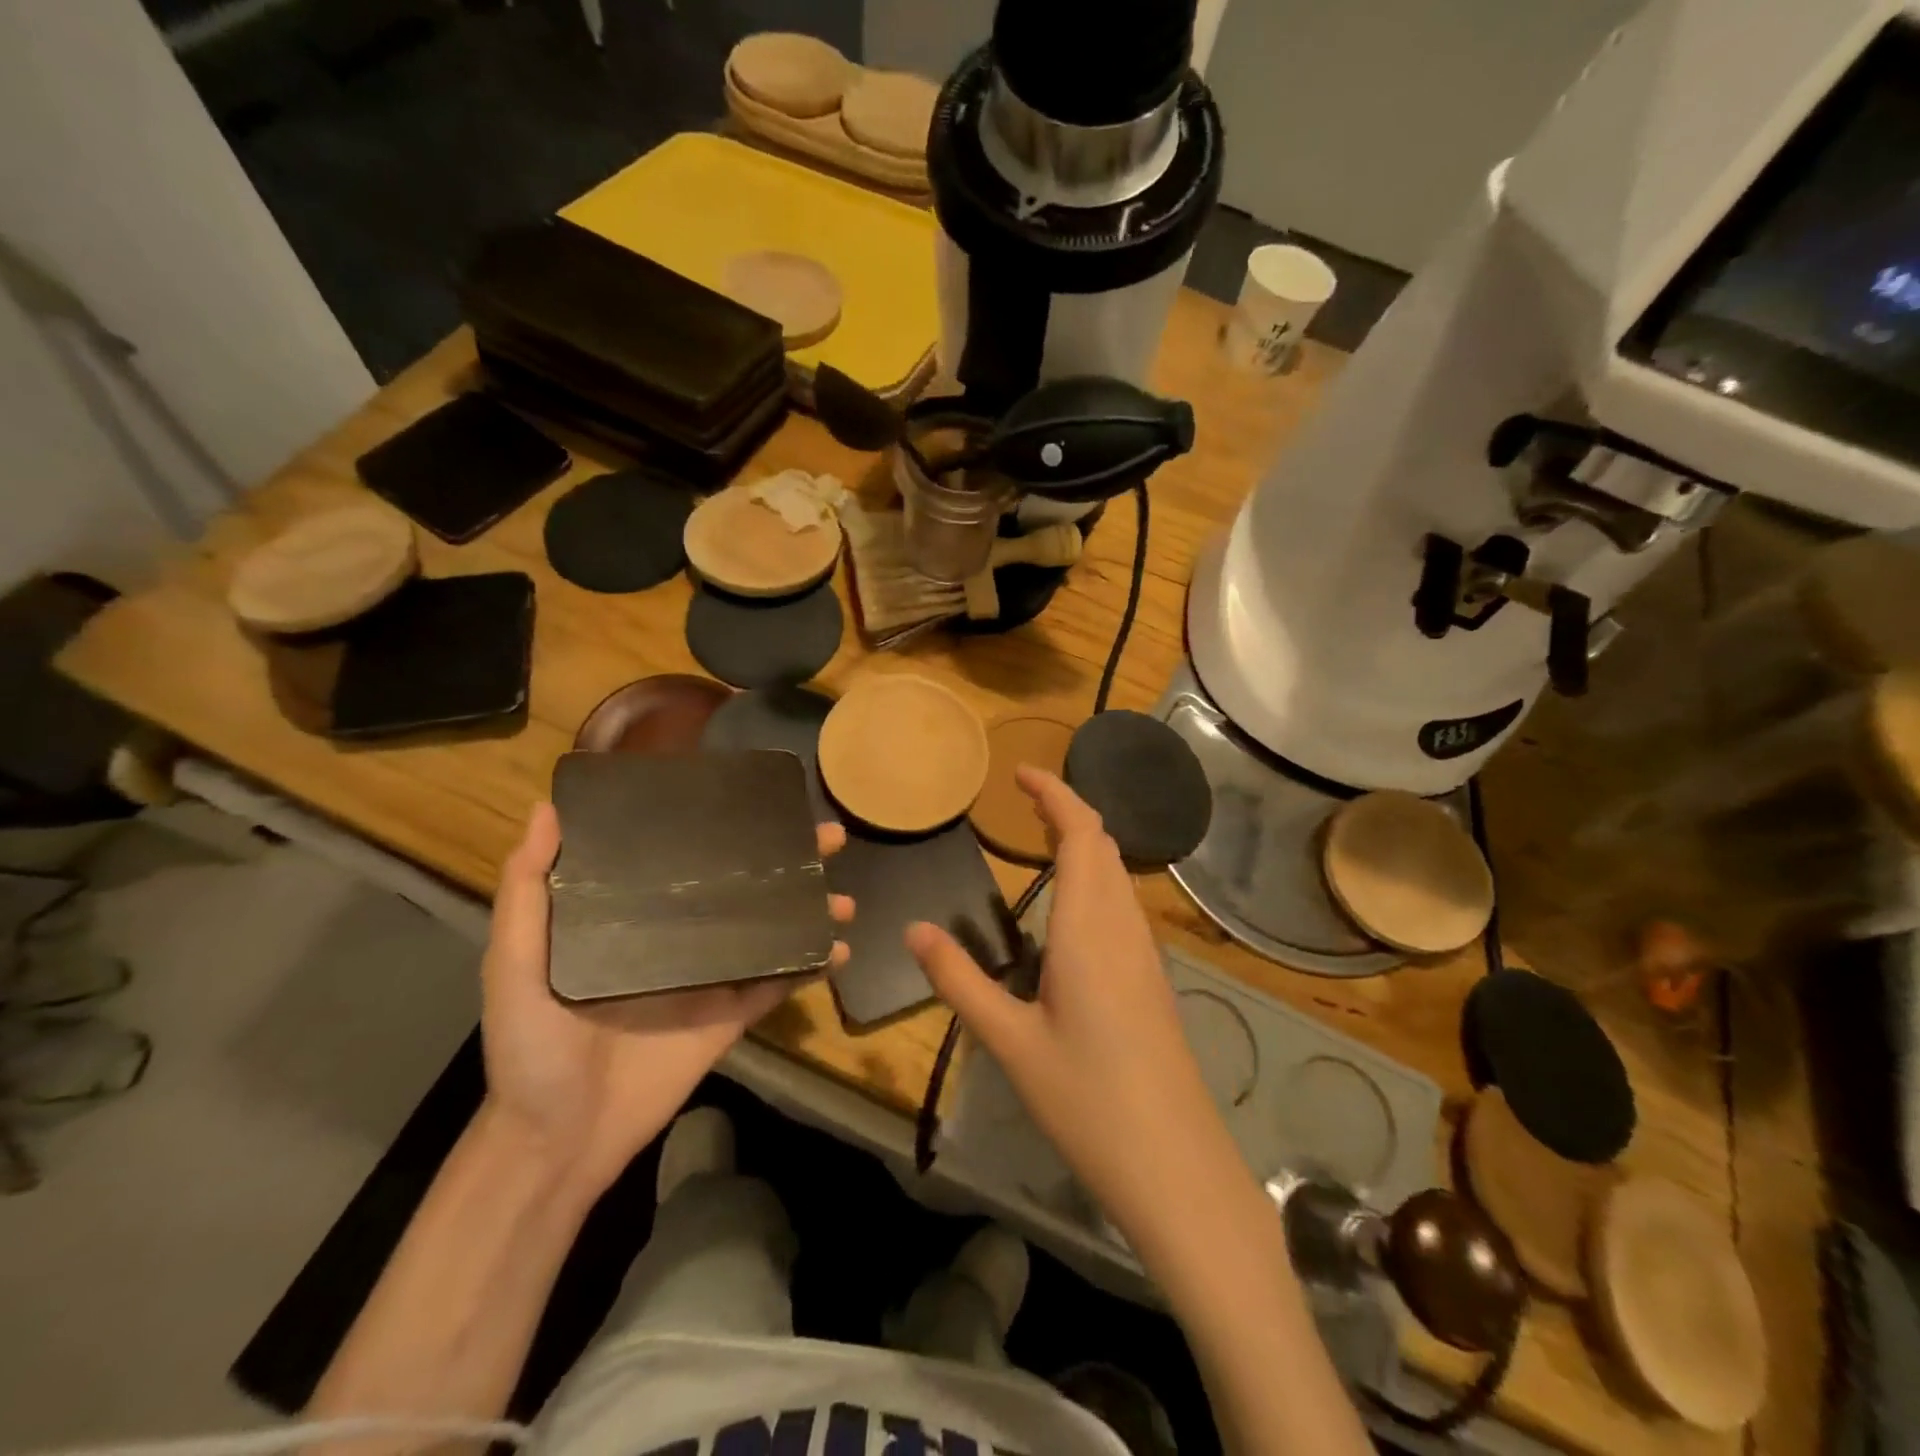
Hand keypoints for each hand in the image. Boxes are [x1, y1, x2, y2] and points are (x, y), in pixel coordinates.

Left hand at [480, 802, 853, 1199]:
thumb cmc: (531, 1048)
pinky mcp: (730, 1017)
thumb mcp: (513, 965)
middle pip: (743, 887)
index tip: (761, 798)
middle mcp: (678, 936)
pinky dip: (810, 967)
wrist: (558, 1141)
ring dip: (809, 911)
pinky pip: (776, 984)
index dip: (724, 826)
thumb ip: (526, 893)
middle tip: (830, 838)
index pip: (686, 857)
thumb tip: (547, 810)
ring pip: (769, 931)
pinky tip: (840, 948)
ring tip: (843, 898)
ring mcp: (710, 977)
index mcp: (633, 915)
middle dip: (790, 861)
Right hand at [906, 768, 1230, 1242]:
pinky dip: (1096, 878)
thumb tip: (915, 929)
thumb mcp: (1010, 1041)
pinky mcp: (1152, 979)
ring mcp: (1145, 954)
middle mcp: (1123, 928)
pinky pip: (1123, 904)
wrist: (1176, 1166)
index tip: (1020, 774)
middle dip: (1066, 811)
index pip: (1081, 835)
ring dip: (1084, 843)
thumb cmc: (1087, 1100)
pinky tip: (1071, 909)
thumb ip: (959, 980)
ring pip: (1117, 874)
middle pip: (1103, 845)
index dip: (1055, 795)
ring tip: (1041, 841)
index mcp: (1089, 929)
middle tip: (1022, 802)